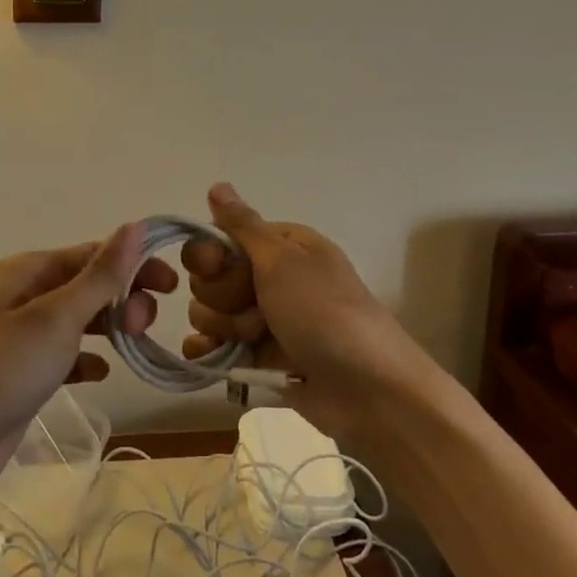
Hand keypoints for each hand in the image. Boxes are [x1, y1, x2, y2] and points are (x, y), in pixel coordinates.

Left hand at [0, 224, 173, 513]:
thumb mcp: (55, 318)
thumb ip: (100, 275)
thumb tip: (137, 226)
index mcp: (27, 271)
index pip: (92, 254)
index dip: (134, 264)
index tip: (173, 285)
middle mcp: (24, 296)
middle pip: (87, 285)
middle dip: (122, 298)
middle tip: (143, 326)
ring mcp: (21, 338)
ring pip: (79, 320)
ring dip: (110, 326)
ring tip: (135, 345)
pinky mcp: (22, 376)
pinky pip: (65, 356)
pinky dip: (87, 360)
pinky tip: (102, 374)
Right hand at [181, 184, 419, 443]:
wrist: (369, 392)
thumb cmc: (324, 313)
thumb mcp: (283, 261)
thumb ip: (243, 226)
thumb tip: (217, 184)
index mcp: (282, 245)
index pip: (222, 238)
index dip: (212, 256)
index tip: (220, 268)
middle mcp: (272, 277)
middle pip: (212, 277)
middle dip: (223, 297)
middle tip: (256, 312)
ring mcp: (266, 319)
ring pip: (211, 312)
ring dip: (225, 327)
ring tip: (256, 341)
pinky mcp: (261, 358)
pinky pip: (217, 347)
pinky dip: (208, 352)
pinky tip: (207, 358)